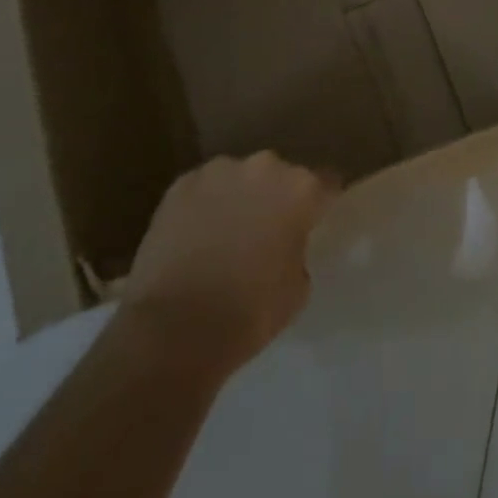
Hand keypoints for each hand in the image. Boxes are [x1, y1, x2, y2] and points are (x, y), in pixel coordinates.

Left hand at [120, 153, 335, 378]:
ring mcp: (219, 171)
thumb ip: (298, 250)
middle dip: (275, 197)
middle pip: (279, 176)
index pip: (325, 184)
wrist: (172, 330)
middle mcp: (264, 166)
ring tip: (225, 233)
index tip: (316, 219)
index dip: (321, 203)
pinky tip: (195, 237)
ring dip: (238, 197)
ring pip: (238, 178)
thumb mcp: (297, 289)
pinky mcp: (180, 184)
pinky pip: (203, 189)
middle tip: (266, 231)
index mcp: (300, 188)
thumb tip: (286, 243)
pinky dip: (204, 206)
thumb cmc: (248, 314)